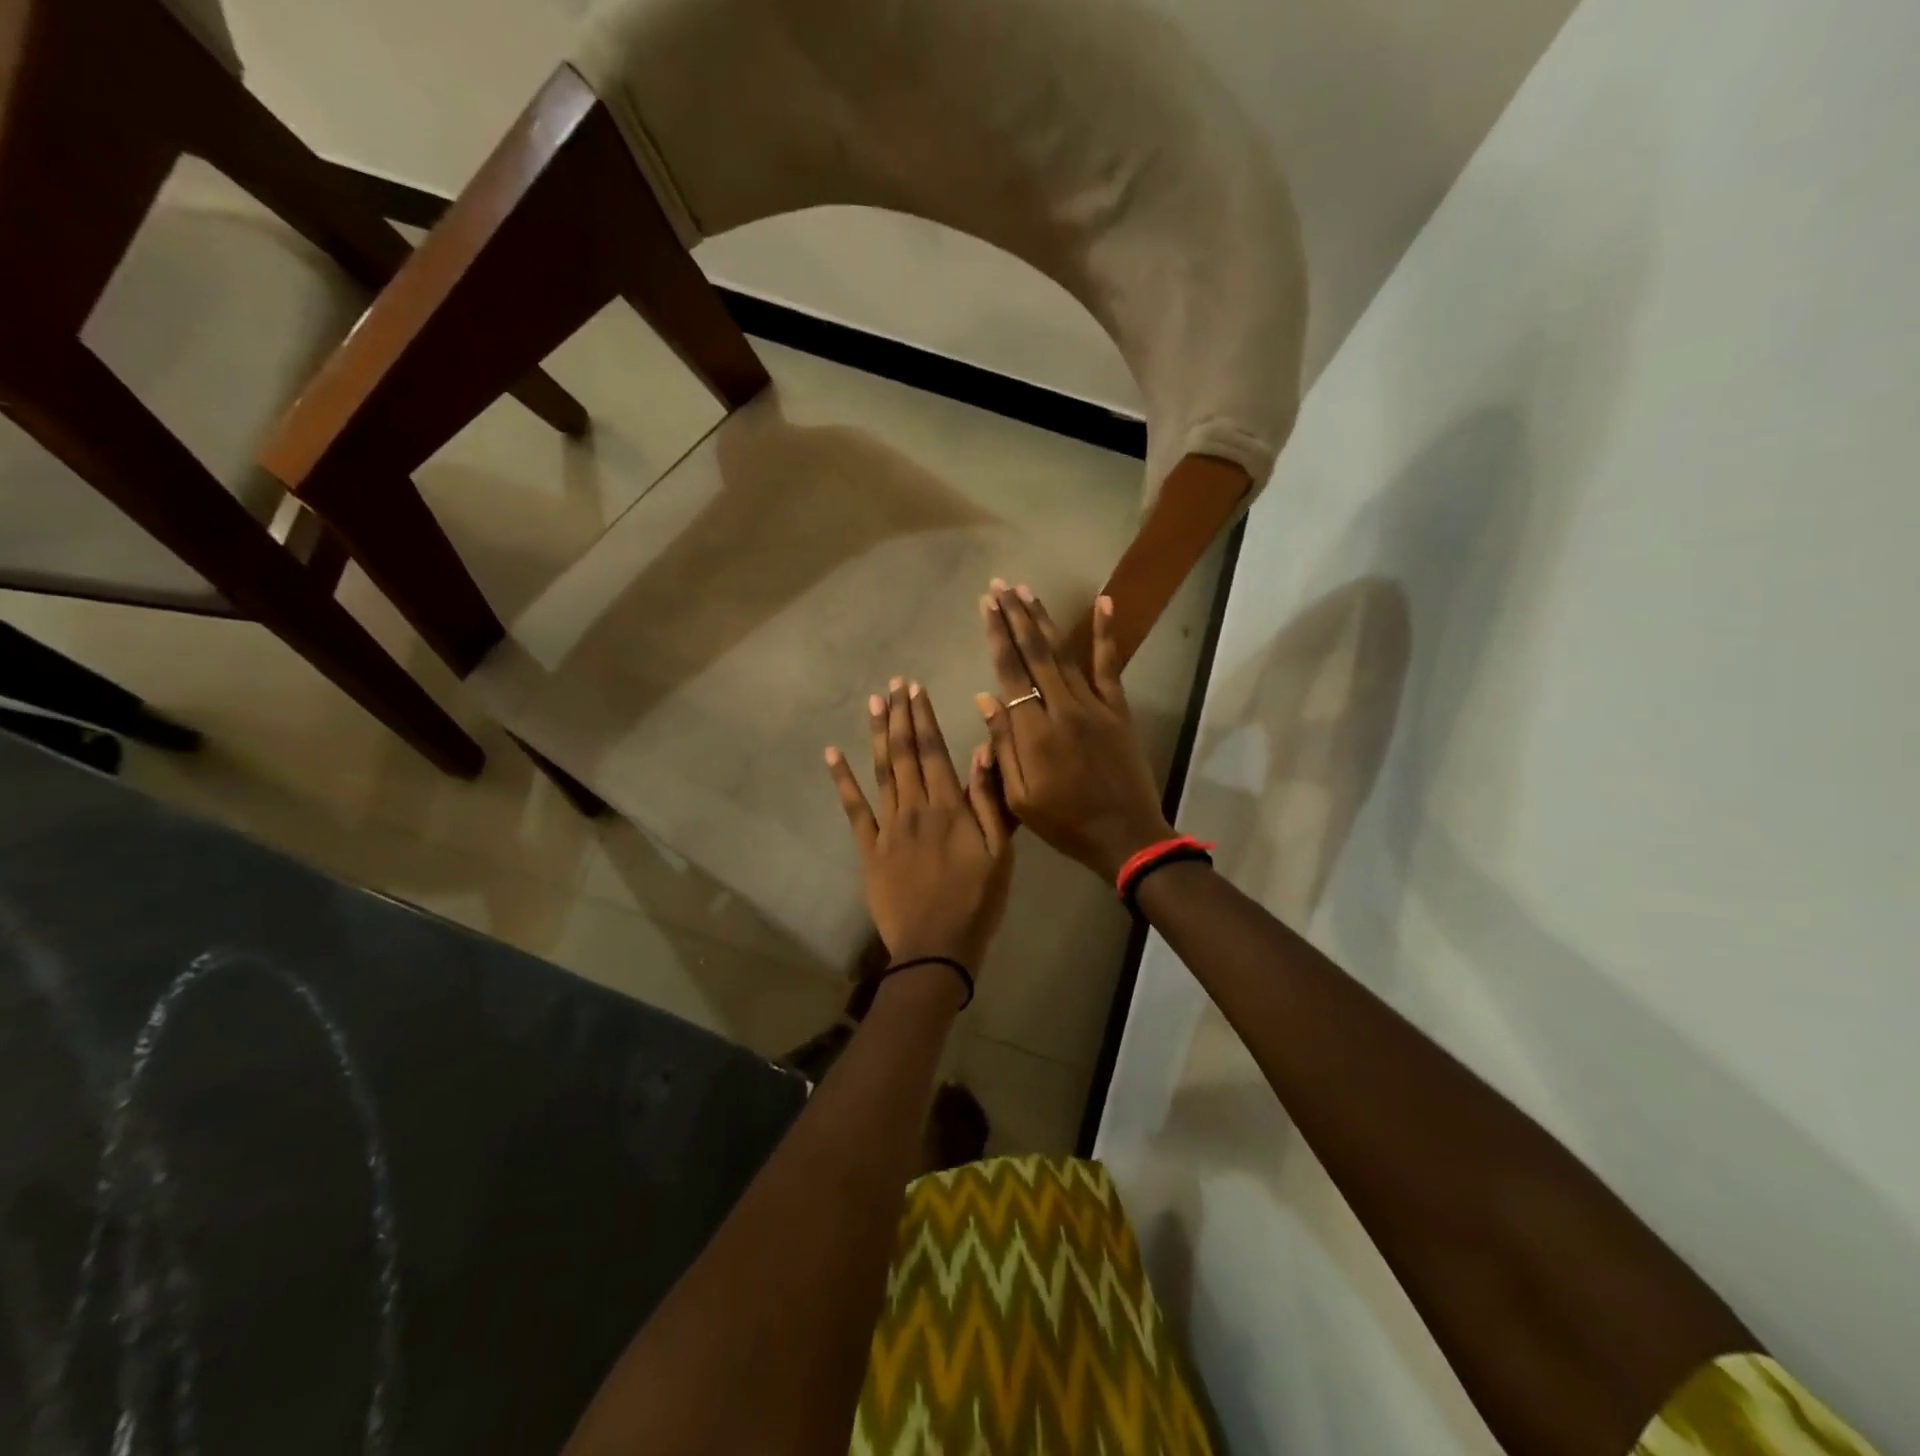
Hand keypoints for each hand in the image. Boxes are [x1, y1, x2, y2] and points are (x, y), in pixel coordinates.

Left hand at [826, 678, 1015, 975]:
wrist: (936, 948)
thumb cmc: (977, 901)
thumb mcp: (1000, 853)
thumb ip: (988, 800)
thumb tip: (981, 749)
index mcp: (949, 807)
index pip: (933, 751)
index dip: (924, 717)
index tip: (916, 688)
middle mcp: (914, 808)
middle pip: (904, 753)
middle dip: (900, 716)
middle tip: (894, 684)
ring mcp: (887, 827)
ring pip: (880, 772)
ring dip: (877, 735)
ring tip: (873, 703)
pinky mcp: (868, 849)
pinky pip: (853, 809)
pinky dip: (842, 780)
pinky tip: (832, 754)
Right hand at [975, 583, 1175, 881]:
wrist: (1124, 836)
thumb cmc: (1065, 823)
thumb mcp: (1019, 798)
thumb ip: (1002, 747)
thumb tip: (985, 698)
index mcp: (1034, 734)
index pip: (1010, 674)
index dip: (997, 637)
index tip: (986, 606)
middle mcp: (1063, 710)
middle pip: (1036, 654)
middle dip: (1016, 617)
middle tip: (1000, 585)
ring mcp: (1095, 706)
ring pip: (1065, 654)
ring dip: (1044, 620)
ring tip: (1027, 590)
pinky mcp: (1118, 710)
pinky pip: (1109, 666)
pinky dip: (1106, 634)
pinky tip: (1104, 603)